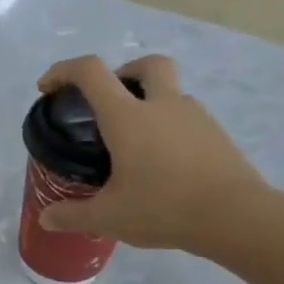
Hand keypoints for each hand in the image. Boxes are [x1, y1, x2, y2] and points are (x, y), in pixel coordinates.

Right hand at [36, 54, 268, 251]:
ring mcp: (196, 117)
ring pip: (170, 93)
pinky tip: (164, 166)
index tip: (48, 88)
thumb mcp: (107, 217)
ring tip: (135, 148)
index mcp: (127, 117)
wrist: (236, 217)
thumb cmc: (162, 208)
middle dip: (123, 72)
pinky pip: (187, 120)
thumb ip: (72, 215)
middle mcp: (162, 106)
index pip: (91, 72)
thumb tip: (47, 218)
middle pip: (146, 65)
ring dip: (149, 105)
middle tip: (108, 103)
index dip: (64, 71)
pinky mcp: (217, 136)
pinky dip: (170, 130)